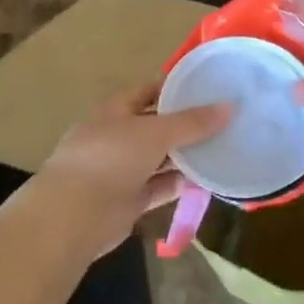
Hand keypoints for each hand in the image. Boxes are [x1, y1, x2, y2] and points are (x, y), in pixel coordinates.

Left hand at [27, 83, 230, 257]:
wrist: (73, 216)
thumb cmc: (111, 158)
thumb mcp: (156, 132)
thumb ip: (193, 122)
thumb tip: (229, 107)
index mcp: (116, 109)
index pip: (150, 90)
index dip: (177, 87)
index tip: (210, 88)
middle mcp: (117, 135)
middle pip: (157, 125)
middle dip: (187, 124)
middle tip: (225, 121)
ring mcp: (121, 169)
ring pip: (160, 158)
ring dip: (186, 156)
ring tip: (223, 149)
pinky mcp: (128, 200)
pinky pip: (160, 186)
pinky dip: (180, 183)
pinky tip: (208, 180)